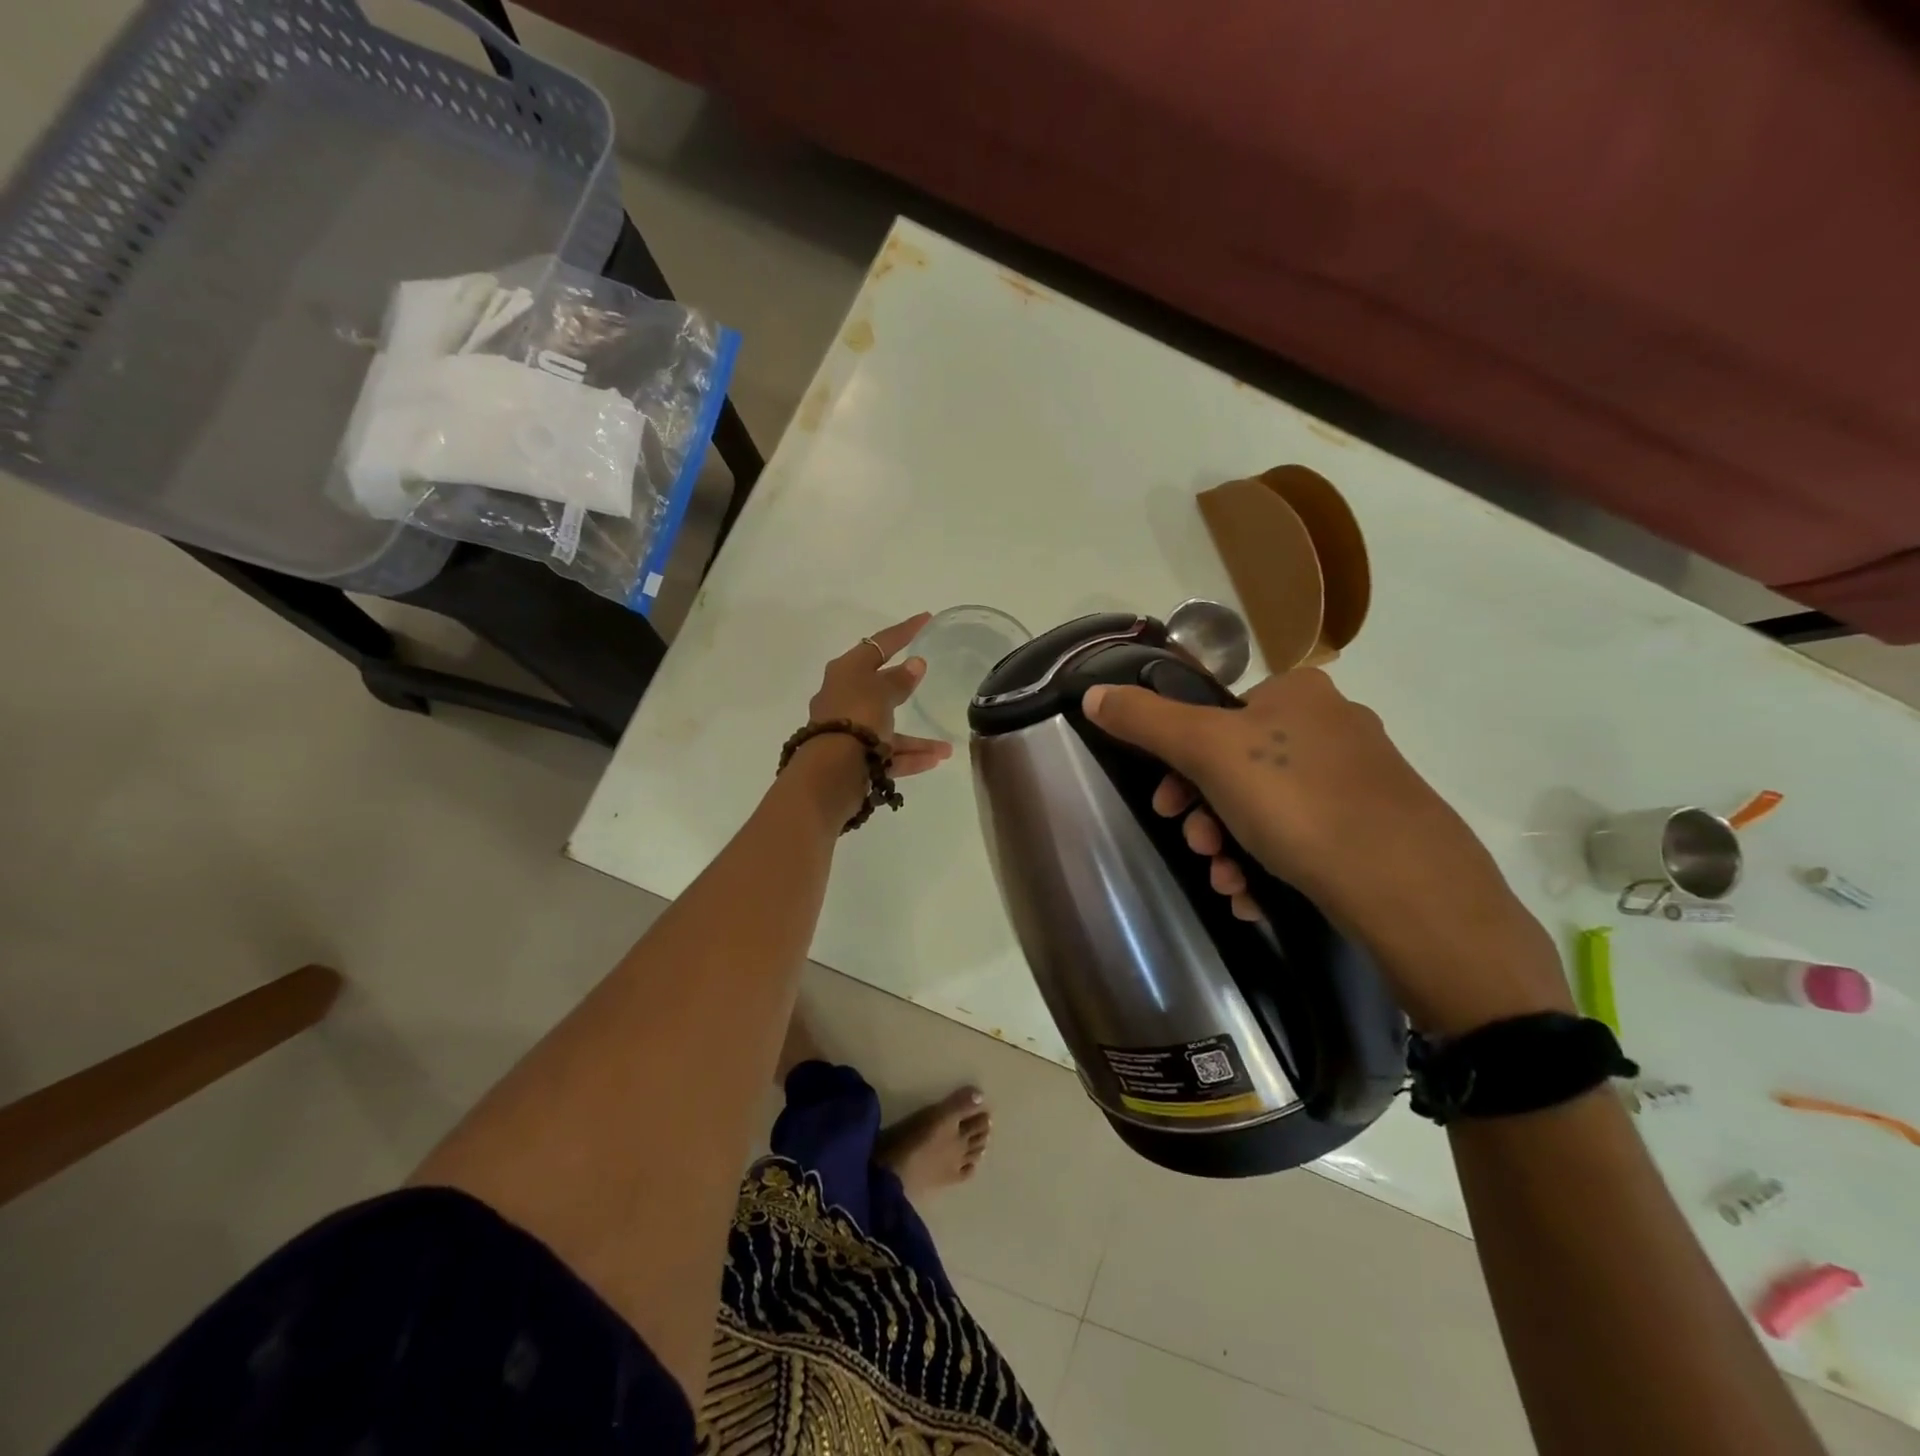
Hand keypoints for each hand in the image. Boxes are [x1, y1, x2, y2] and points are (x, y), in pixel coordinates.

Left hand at [806, 612, 951, 777]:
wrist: (830, 773)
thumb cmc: (856, 719)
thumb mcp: (881, 692)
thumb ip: (899, 679)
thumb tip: (914, 664)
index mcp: (846, 672)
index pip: (878, 644)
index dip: (903, 631)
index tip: (926, 618)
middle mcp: (844, 698)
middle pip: (877, 686)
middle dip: (903, 685)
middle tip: (926, 675)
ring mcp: (847, 730)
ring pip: (887, 727)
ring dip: (916, 737)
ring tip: (946, 747)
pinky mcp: (854, 759)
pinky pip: (887, 754)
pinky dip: (910, 756)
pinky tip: (936, 759)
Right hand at [1081, 670, 1567, 1033]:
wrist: (1409, 888)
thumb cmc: (1297, 801)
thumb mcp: (1207, 750)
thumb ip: (1146, 720)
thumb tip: (1092, 693)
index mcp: (1298, 693)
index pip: (1215, 717)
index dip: (1179, 764)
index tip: (1166, 808)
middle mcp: (1333, 725)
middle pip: (1237, 765)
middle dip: (1204, 813)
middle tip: (1197, 847)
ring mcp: (1362, 779)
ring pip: (1267, 807)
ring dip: (1230, 844)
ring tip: (1226, 881)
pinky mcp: (1377, 828)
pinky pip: (1303, 836)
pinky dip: (1268, 863)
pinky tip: (1254, 895)